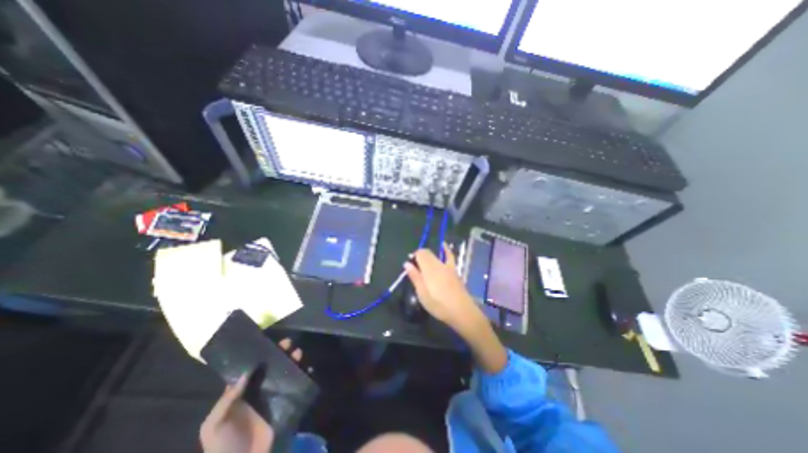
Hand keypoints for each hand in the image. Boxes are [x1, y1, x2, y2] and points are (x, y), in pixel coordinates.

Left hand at [200, 339, 303, 452]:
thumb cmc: (222, 447)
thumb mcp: (214, 425)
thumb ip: (227, 399)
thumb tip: (247, 372)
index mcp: (242, 393)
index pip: (253, 368)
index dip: (262, 354)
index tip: (271, 342)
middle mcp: (260, 391)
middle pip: (273, 367)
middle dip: (281, 353)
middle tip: (288, 344)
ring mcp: (274, 397)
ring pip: (286, 374)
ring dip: (293, 362)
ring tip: (298, 353)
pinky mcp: (286, 405)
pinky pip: (297, 387)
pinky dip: (304, 377)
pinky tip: (308, 369)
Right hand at [407, 245, 505, 373]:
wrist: (461, 311)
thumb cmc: (439, 305)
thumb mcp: (422, 294)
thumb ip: (415, 277)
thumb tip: (406, 263)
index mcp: (429, 269)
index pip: (420, 253)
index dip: (413, 256)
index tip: (410, 266)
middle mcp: (438, 264)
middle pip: (427, 253)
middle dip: (419, 256)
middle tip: (415, 269)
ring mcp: (447, 266)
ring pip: (435, 255)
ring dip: (428, 256)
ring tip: (424, 264)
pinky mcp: (454, 270)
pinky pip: (449, 256)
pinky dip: (446, 249)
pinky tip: (444, 245)